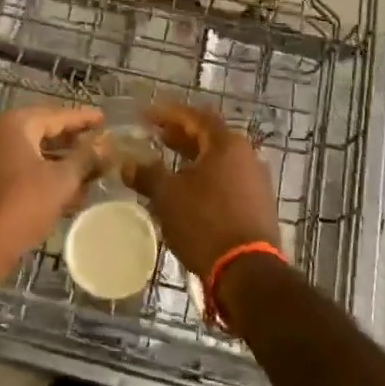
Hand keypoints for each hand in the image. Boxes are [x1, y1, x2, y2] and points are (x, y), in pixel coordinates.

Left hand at [0, 105, 104, 290]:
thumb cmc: (18, 206)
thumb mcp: (60, 182)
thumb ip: (85, 159)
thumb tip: (106, 144)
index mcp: (13, 123)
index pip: (56, 114)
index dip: (83, 119)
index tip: (104, 119)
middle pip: (42, 131)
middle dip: (72, 142)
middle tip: (99, 147)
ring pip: (31, 153)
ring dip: (59, 163)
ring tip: (89, 173)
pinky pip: (18, 169)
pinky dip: (41, 176)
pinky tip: (66, 192)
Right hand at [121, 102, 279, 276]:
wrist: (248, 273)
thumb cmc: (205, 223)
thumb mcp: (168, 196)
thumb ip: (147, 174)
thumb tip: (127, 164)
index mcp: (227, 144)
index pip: (194, 116)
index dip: (167, 113)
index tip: (145, 114)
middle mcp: (246, 156)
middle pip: (208, 137)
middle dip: (179, 135)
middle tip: (154, 135)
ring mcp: (255, 181)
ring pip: (217, 160)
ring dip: (191, 158)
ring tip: (166, 163)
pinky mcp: (257, 205)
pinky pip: (226, 180)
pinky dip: (204, 178)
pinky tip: (186, 190)